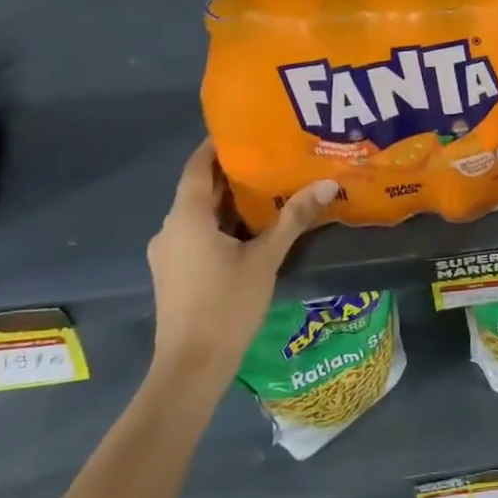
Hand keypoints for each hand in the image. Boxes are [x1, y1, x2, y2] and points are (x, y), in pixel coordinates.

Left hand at [146, 139, 336, 390]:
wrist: (191, 368)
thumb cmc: (226, 306)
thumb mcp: (266, 258)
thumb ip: (294, 218)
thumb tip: (328, 182)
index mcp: (186, 217)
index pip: (198, 165)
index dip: (219, 144)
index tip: (250, 128)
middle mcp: (171, 228)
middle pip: (201, 188)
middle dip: (235, 172)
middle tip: (274, 155)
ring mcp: (170, 252)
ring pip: (202, 213)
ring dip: (232, 200)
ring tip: (272, 187)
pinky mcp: (176, 272)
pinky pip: (200, 233)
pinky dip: (224, 223)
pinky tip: (256, 227)